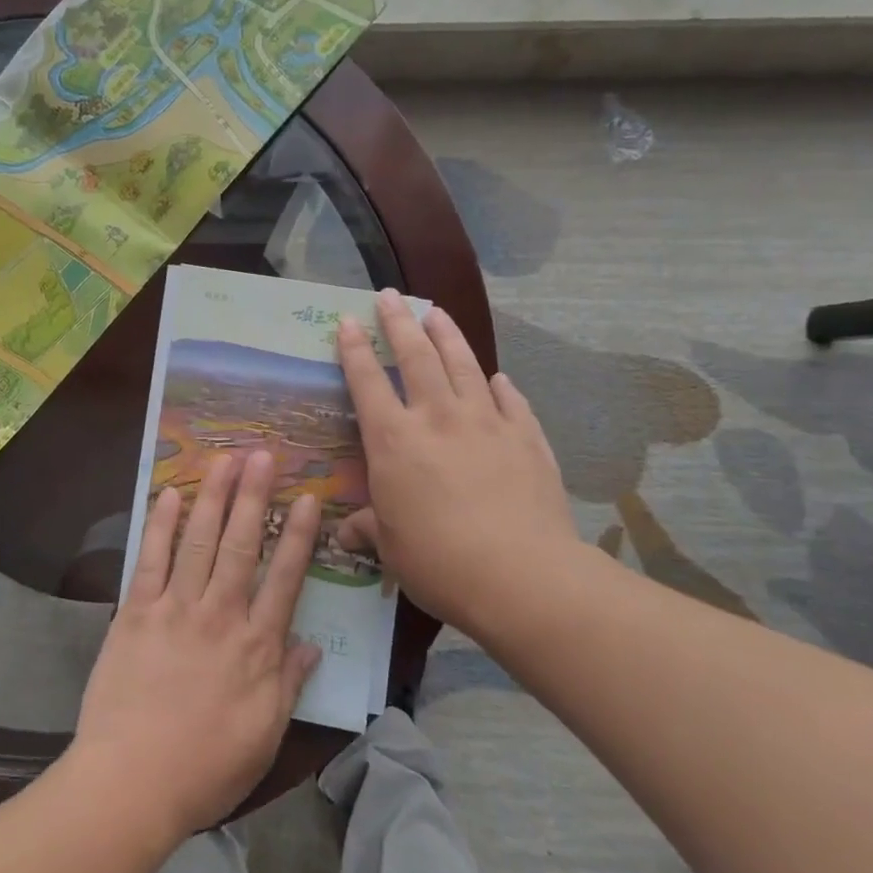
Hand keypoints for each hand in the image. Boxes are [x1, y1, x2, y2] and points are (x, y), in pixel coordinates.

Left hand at [69, 450, 321, 840]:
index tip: (308, 498)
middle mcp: (220, 615)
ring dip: (213, 496)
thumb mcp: (263, 737)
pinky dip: (162, 525)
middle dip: (254, 496)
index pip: (285, 578)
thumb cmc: (204, 769)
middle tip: (263, 455)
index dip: (298, 535)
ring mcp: (176, 609)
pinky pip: (151, 559)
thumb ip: (287, 684)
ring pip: (199, 540)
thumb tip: (310, 645)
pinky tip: (171, 495)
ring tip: (224, 460)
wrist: (131, 782)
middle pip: (241, 544)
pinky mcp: (137, 612)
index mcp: (256, 647)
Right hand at [334, 290, 578, 631]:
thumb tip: (346, 533)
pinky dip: (500, 385)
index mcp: (394, 440)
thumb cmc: (440, 562)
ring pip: (463, 365)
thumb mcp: (391, 549)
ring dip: (448, 335)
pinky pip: (511, 400)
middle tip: (390, 295)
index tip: (347, 321)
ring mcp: (486, 423)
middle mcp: (437, 418)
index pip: (368, 382)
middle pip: (416, 356)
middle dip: (399, 322)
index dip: (354, 349)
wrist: (522, 576)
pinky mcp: (526, 437)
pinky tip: (498, 377)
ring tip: (437, 312)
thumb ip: (368, 529)